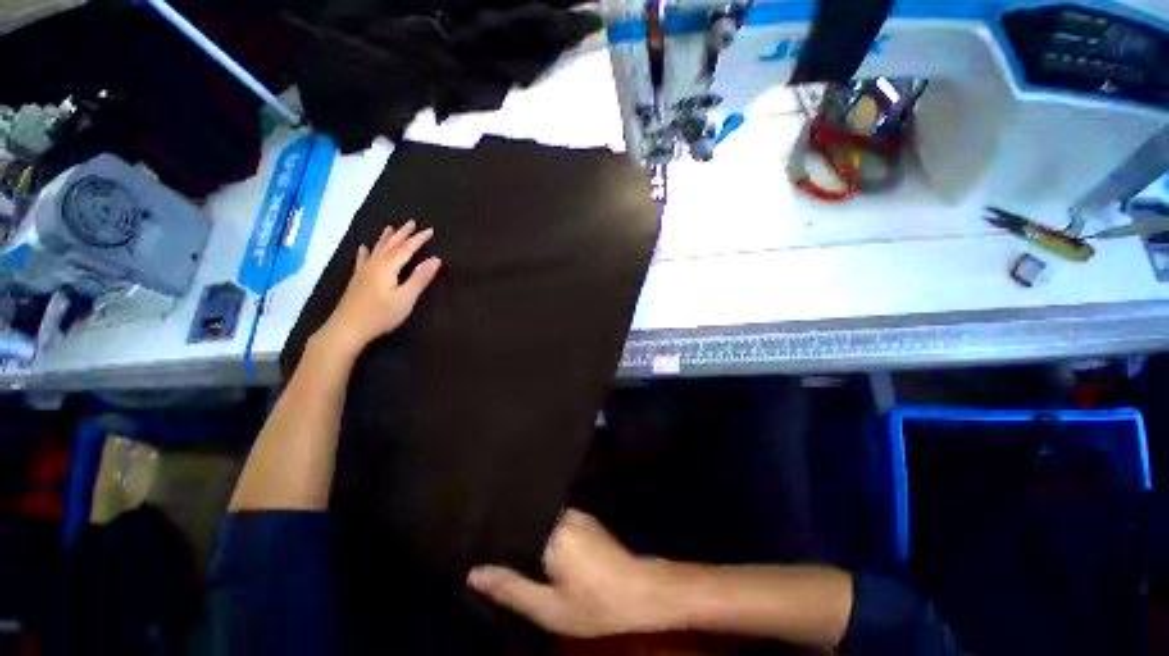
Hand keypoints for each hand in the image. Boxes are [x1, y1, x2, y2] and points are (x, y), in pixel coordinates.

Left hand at [314, 219, 441, 356]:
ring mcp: (363, 272)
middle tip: (411, 222)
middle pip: (390, 245)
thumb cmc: (380, 315)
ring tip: (390, 228)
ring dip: (385, 238)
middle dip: (402, 233)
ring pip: (377, 249)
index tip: (430, 230)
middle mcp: (375, 265)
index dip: (418, 239)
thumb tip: (436, 259)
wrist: (347, 328)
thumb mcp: (405, 298)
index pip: (406, 249)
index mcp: (388, 268)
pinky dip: (365, 252)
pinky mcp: (357, 280)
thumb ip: (420, 278)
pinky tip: (363, 248)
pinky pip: (363, 259)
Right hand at [468, 510, 675, 637]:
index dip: (493, 536)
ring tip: (506, 549)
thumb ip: (511, 589)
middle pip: (526, 519)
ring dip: (527, 534)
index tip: (475, 543)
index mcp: (550, 530)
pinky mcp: (585, 519)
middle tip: (487, 551)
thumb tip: (475, 573)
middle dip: (509, 535)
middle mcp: (561, 514)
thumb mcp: (549, 608)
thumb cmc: (594, 603)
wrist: (641, 591)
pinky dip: (543, 533)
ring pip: (540, 520)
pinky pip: (554, 521)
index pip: (512, 522)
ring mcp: (575, 513)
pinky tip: (538, 549)